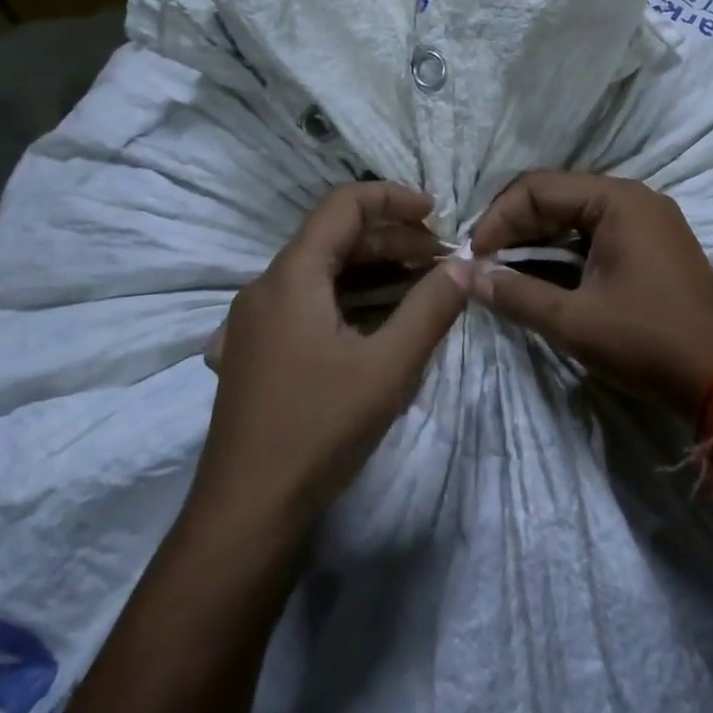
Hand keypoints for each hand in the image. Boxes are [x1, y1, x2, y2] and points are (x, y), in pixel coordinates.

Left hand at [196, 183, 472, 522]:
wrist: (246, 514)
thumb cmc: (319, 429)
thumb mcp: (390, 366)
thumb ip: (432, 308)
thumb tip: (467, 265)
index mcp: (291, 276)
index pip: (344, 205)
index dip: (394, 198)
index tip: (439, 213)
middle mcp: (266, 287)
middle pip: (334, 239)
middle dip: (393, 240)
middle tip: (442, 261)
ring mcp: (255, 321)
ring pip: (322, 273)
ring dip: (374, 271)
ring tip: (422, 287)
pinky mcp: (257, 351)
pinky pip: (308, 304)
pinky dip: (349, 298)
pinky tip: (379, 323)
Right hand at [469, 172, 712, 419]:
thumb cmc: (647, 341)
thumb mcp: (574, 321)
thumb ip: (516, 294)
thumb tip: (466, 276)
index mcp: (617, 200)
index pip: (538, 187)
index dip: (498, 218)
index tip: (474, 256)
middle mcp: (633, 198)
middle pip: (556, 196)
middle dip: (515, 227)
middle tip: (484, 264)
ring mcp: (646, 221)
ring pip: (574, 216)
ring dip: (536, 240)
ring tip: (504, 271)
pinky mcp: (651, 245)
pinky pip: (596, 234)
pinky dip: (564, 252)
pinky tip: (541, 276)